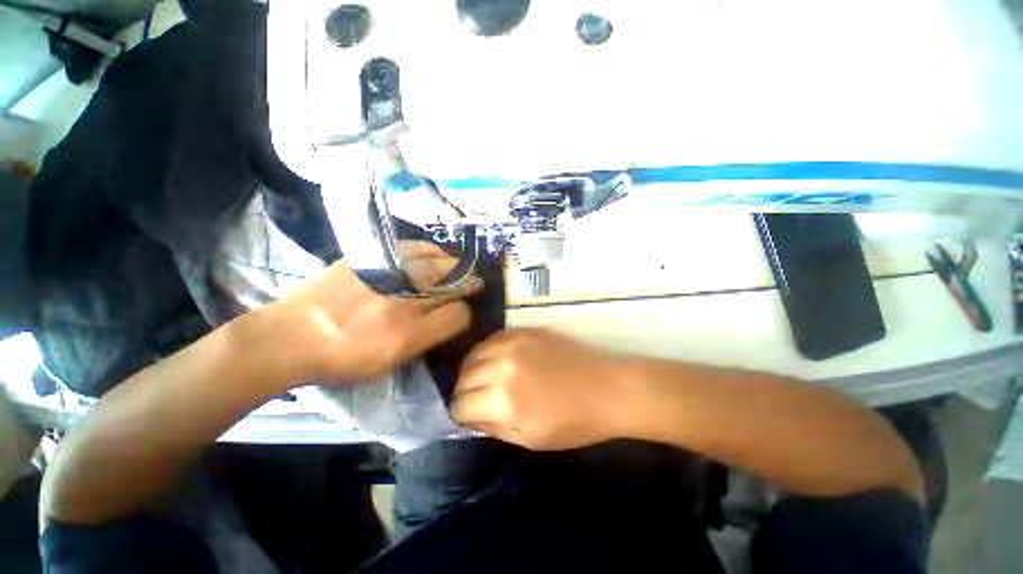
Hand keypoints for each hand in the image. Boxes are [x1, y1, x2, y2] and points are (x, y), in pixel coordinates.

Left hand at [263, 242, 482, 384]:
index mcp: (408, 335)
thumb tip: (446, 320)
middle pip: (451, 285)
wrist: (291, 336)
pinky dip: (430, 250)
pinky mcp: (370, 259)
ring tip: (462, 267)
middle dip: (469, 283)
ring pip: (436, 263)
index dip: (466, 313)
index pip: (457, 316)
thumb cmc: (342, 360)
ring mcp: (387, 277)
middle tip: (476, 283)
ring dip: (455, 265)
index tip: (464, 313)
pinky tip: (437, 253)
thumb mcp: (388, 365)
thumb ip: (423, 342)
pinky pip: (411, 249)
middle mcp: (403, 302)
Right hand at [450, 328, 635, 449]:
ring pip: (474, 354)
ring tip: (478, 378)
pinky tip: (492, 359)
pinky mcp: (524, 331)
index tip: (465, 416)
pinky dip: (486, 351)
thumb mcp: (529, 439)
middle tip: (472, 399)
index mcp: (503, 401)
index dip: (460, 414)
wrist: (606, 389)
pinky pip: (492, 338)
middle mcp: (502, 367)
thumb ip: (493, 427)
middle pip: (464, 377)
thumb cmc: (573, 423)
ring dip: (471, 369)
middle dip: (463, 392)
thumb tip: (471, 416)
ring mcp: (513, 344)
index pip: (461, 405)